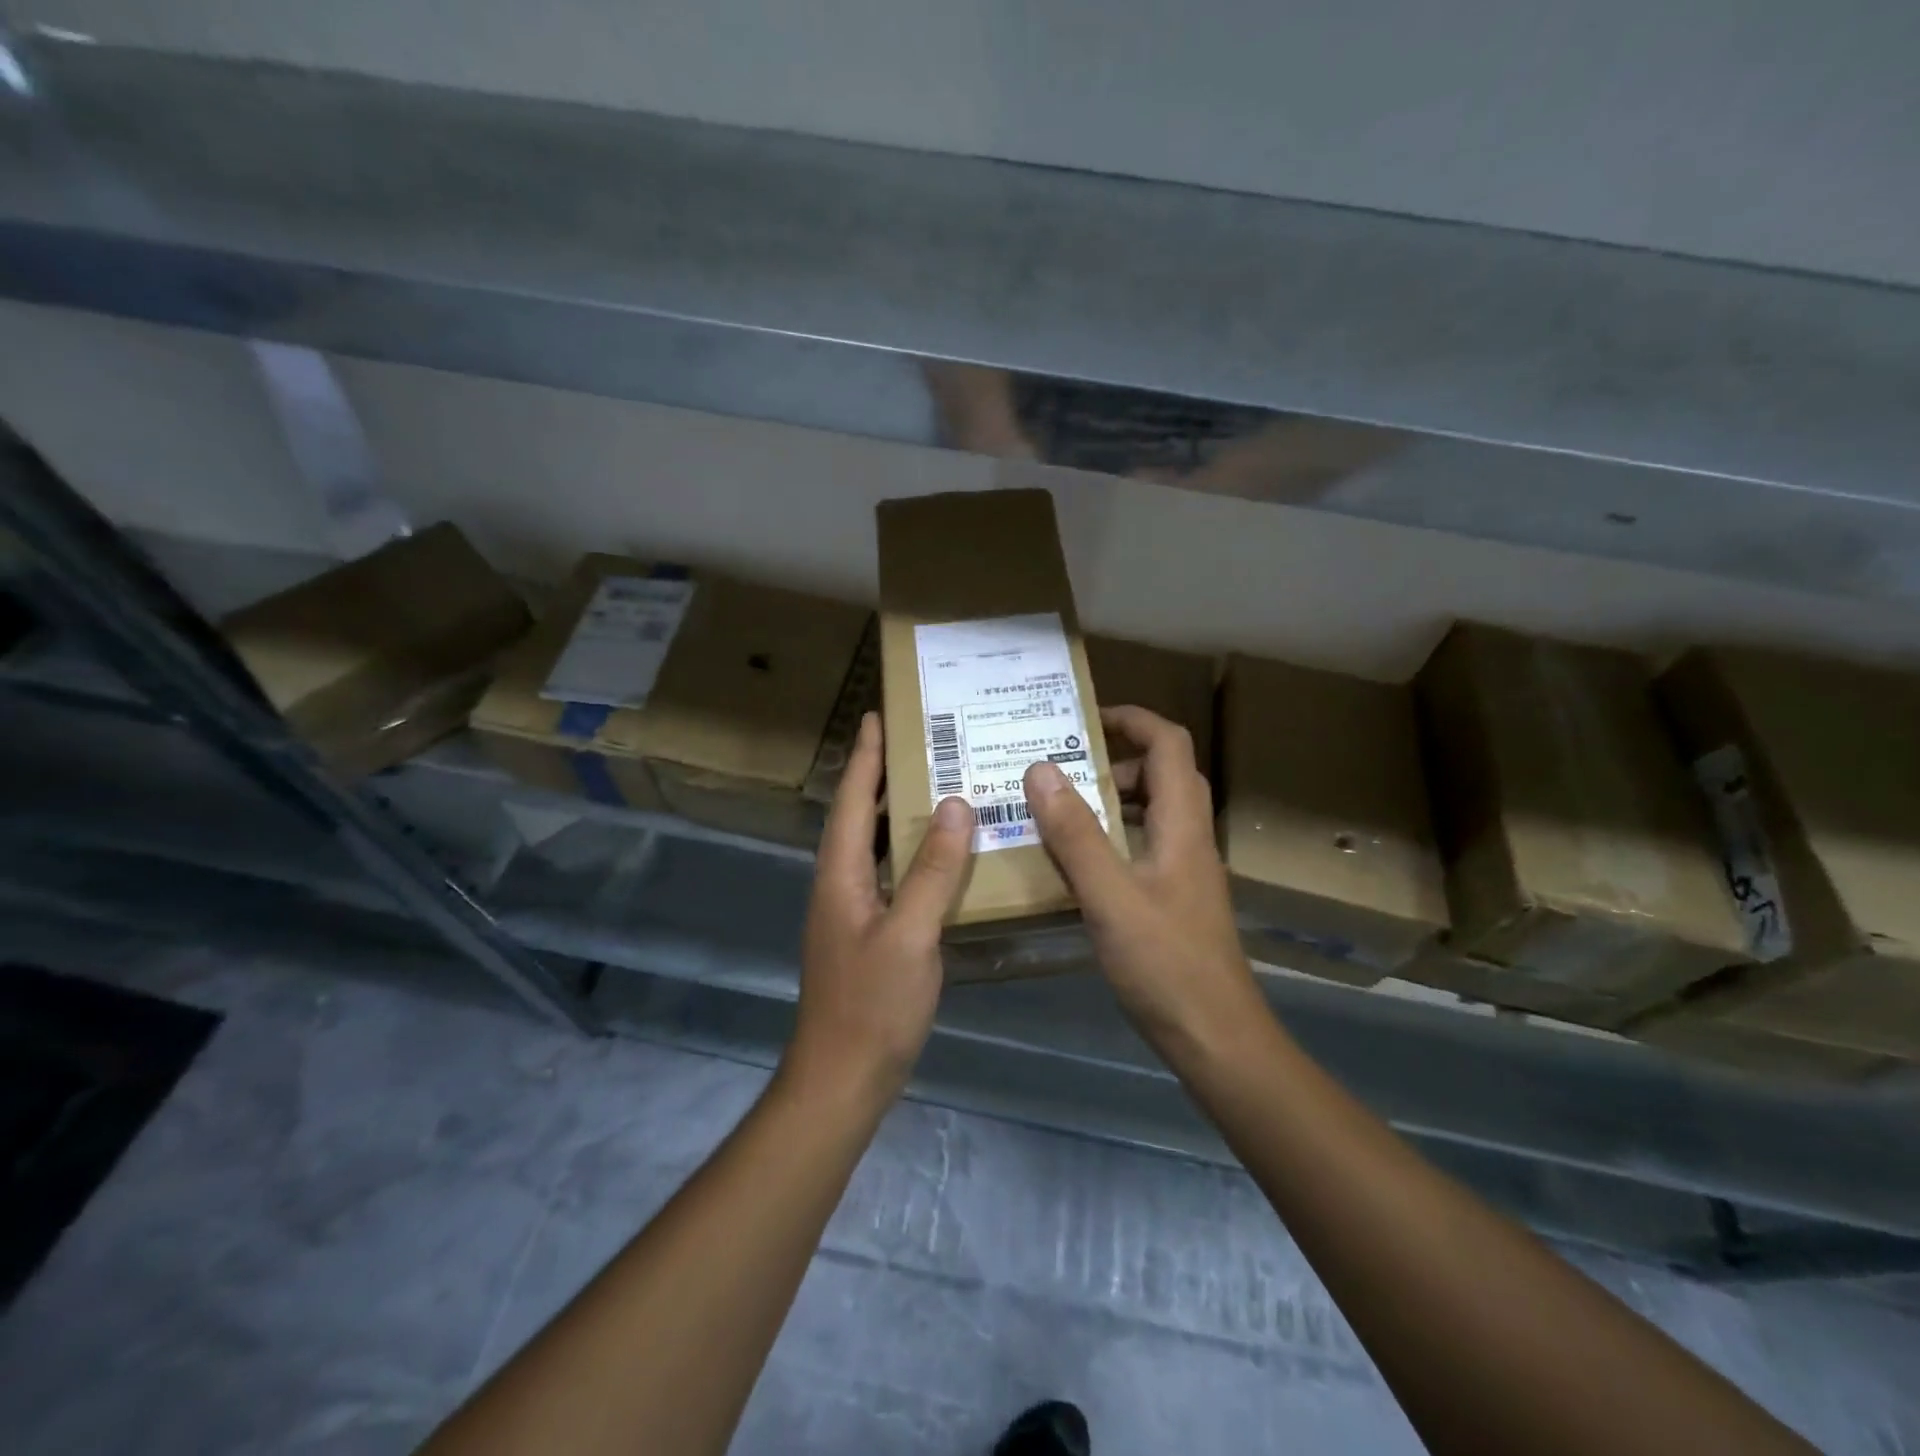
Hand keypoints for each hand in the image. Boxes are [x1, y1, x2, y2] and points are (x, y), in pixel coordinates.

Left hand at [789, 711, 975, 1102]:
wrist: (842, 1078)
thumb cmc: (872, 1006)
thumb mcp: (910, 934)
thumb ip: (933, 871)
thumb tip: (954, 806)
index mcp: (840, 874)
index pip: (851, 800)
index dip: (865, 756)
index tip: (877, 715)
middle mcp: (840, 883)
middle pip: (858, 815)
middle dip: (882, 775)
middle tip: (920, 741)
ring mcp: (852, 910)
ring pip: (874, 846)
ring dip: (897, 813)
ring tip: (936, 784)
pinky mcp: (868, 933)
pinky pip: (890, 875)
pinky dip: (912, 854)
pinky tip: (943, 855)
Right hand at [1022, 706, 1260, 1052]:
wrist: (1217, 1038)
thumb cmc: (1166, 964)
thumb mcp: (1110, 896)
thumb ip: (1076, 834)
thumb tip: (1040, 769)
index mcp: (1182, 825)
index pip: (1169, 744)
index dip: (1132, 719)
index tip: (1084, 718)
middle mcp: (1190, 838)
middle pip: (1163, 773)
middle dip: (1115, 758)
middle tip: (1062, 767)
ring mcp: (1185, 871)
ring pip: (1153, 812)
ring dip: (1112, 798)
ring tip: (1060, 806)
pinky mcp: (1175, 900)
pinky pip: (1143, 846)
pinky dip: (1112, 836)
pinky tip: (1077, 861)